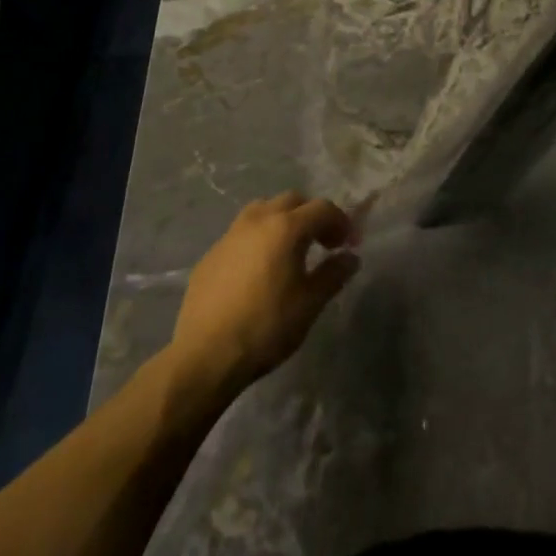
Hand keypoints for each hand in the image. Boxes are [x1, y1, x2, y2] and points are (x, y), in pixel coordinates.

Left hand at [170, 193, 360, 395]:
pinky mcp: (211, 254)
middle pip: (292, 200)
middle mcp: (258, 220)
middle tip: (323, 243)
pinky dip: (258, 239)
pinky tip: (258, 270)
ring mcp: (230, 234)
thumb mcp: (309, 304)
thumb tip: (350, 257)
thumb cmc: (266, 327)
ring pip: (262, 210)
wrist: (205, 355)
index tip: (350, 244)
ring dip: (282, 220)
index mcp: (286, 227)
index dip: (341, 222)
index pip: (322, 208)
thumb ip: (333, 275)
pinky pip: (241, 233)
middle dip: (311, 215)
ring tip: (289, 250)